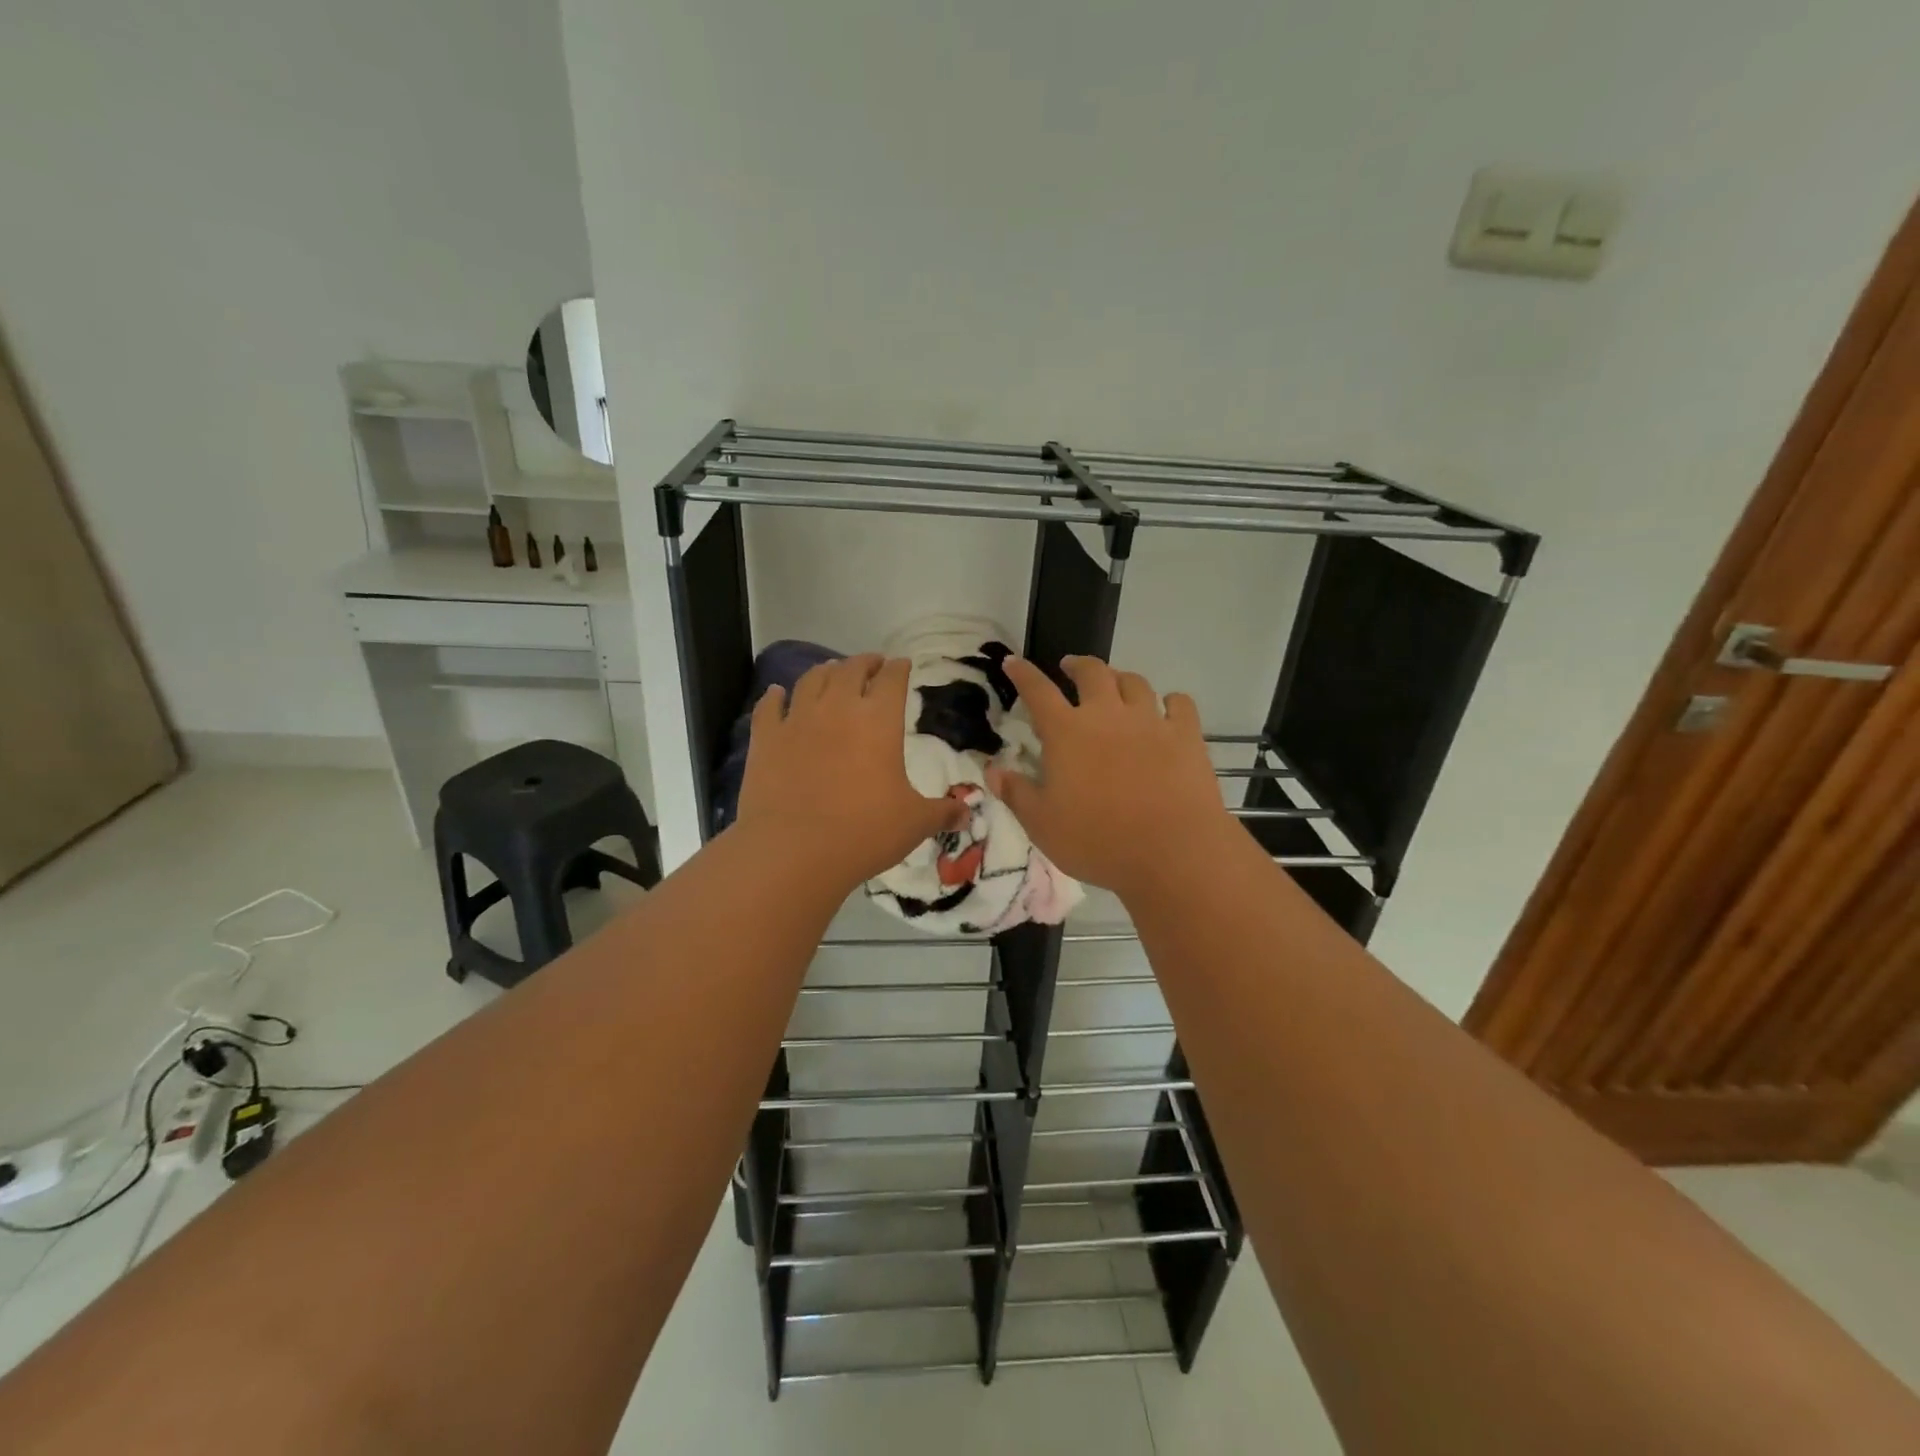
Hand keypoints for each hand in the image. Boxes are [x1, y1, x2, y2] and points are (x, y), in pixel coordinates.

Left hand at [735, 654, 966, 888]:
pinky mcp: (766, 739)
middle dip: (864, 663)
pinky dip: (775, 697)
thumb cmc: (864, 832)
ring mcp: (797, 720)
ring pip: (811, 679)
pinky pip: (769, 707)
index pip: (892, 679)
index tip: (903, 666)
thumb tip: (967, 814)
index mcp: (879, 720)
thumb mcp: (914, 824)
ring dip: (825, 671)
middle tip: (872, 665)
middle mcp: (837, 708)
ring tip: (831, 671)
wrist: (793, 851)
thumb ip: (942, 813)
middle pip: (851, 669)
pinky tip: (777, 694)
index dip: (899, 669)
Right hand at [986, 656, 1236, 900]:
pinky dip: (1170, 701)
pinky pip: (1179, 704)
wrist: (1172, 852)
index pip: (1038, 691)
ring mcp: (1151, 722)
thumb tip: (993, 770)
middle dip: (1078, 665)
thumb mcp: (1042, 825)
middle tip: (1070, 668)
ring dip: (1120, 678)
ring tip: (1116, 685)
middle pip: (1092, 673)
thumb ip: (1017, 794)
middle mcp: (1108, 715)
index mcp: (1067, 733)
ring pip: (1135, 682)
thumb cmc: (1098, 841)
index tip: (1013, 662)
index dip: (1023, 673)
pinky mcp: (1186, 736)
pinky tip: (1167, 708)